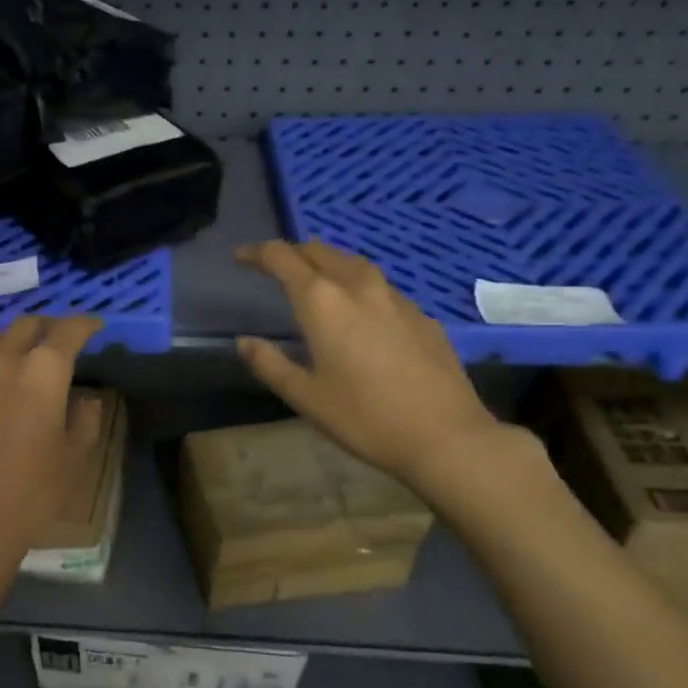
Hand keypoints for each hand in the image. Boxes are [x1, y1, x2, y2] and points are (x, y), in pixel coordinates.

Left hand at [0, 315, 104, 588]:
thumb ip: (85, 420)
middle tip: (60, 339)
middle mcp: (2, 363)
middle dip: (47, 326)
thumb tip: (85, 400)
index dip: (84, 325)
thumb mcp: (73, 459)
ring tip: (24, 357)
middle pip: (26, 326)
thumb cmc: (31, 494)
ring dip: (13, 341)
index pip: (66, 332)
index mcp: (42, 373)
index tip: (94, 327)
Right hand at [235, 240, 510, 486]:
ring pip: (354, 263)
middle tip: (275, 267)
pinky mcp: (421, 315)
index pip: (283, 258)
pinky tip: (359, 310)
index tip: (241, 257)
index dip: (257, 253)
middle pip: (320, 251)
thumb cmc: (364, 418)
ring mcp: (395, 299)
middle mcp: (358, 287)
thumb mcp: (305, 397)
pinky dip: (357, 285)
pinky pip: (380, 286)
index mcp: (322, 302)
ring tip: (315, 279)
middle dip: (293, 253)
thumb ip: (270, 364)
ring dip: (327, 263)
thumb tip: (244, 342)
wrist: (445, 436)